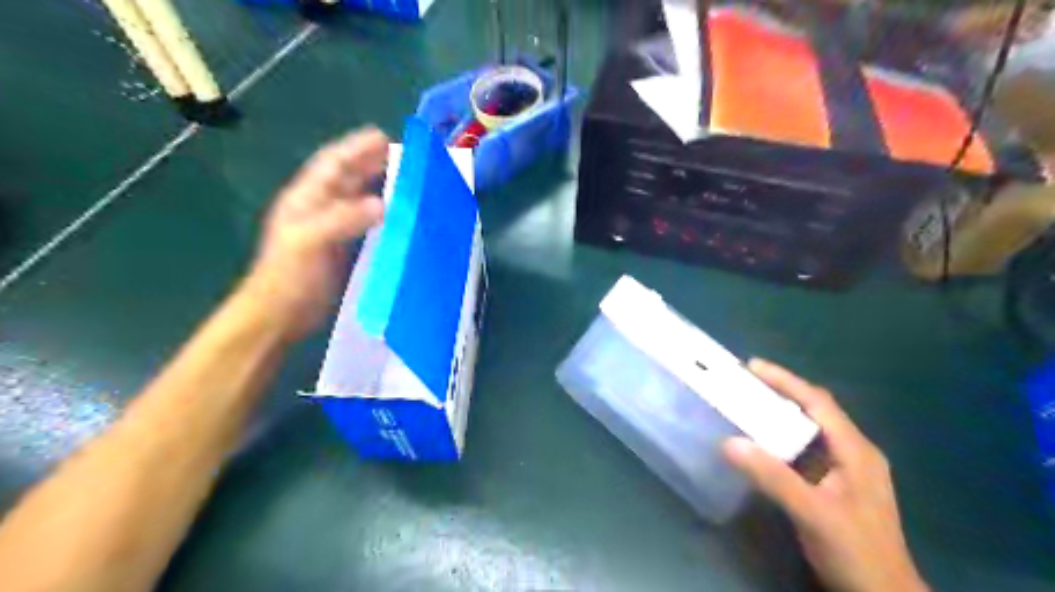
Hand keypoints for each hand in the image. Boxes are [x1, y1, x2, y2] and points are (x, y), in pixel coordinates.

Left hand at [245, 126, 388, 338]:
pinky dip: (384, 216)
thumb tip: (383, 203)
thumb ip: (344, 219)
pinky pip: (368, 224)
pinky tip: (400, 217)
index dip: (355, 148)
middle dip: (372, 163)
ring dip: (381, 187)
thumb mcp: (311, 242)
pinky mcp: (344, 249)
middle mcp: (319, 208)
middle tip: (404, 156)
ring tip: (408, 181)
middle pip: (348, 178)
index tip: (383, 137)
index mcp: (306, 199)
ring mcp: (332, 229)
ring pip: (359, 199)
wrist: (280, 315)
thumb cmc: (289, 276)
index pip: (332, 164)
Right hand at [721, 359, 924, 591]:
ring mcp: (846, 470)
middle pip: (815, 411)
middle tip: (744, 383)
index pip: (818, 402)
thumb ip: (772, 476)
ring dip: (780, 415)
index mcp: (855, 450)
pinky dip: (782, 439)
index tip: (752, 366)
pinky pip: (805, 450)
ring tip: (747, 405)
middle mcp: (853, 452)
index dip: (786, 380)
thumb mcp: (812, 512)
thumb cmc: (855, 551)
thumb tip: (729, 442)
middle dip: (781, 392)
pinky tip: (762, 443)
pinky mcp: (835, 486)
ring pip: (810, 430)